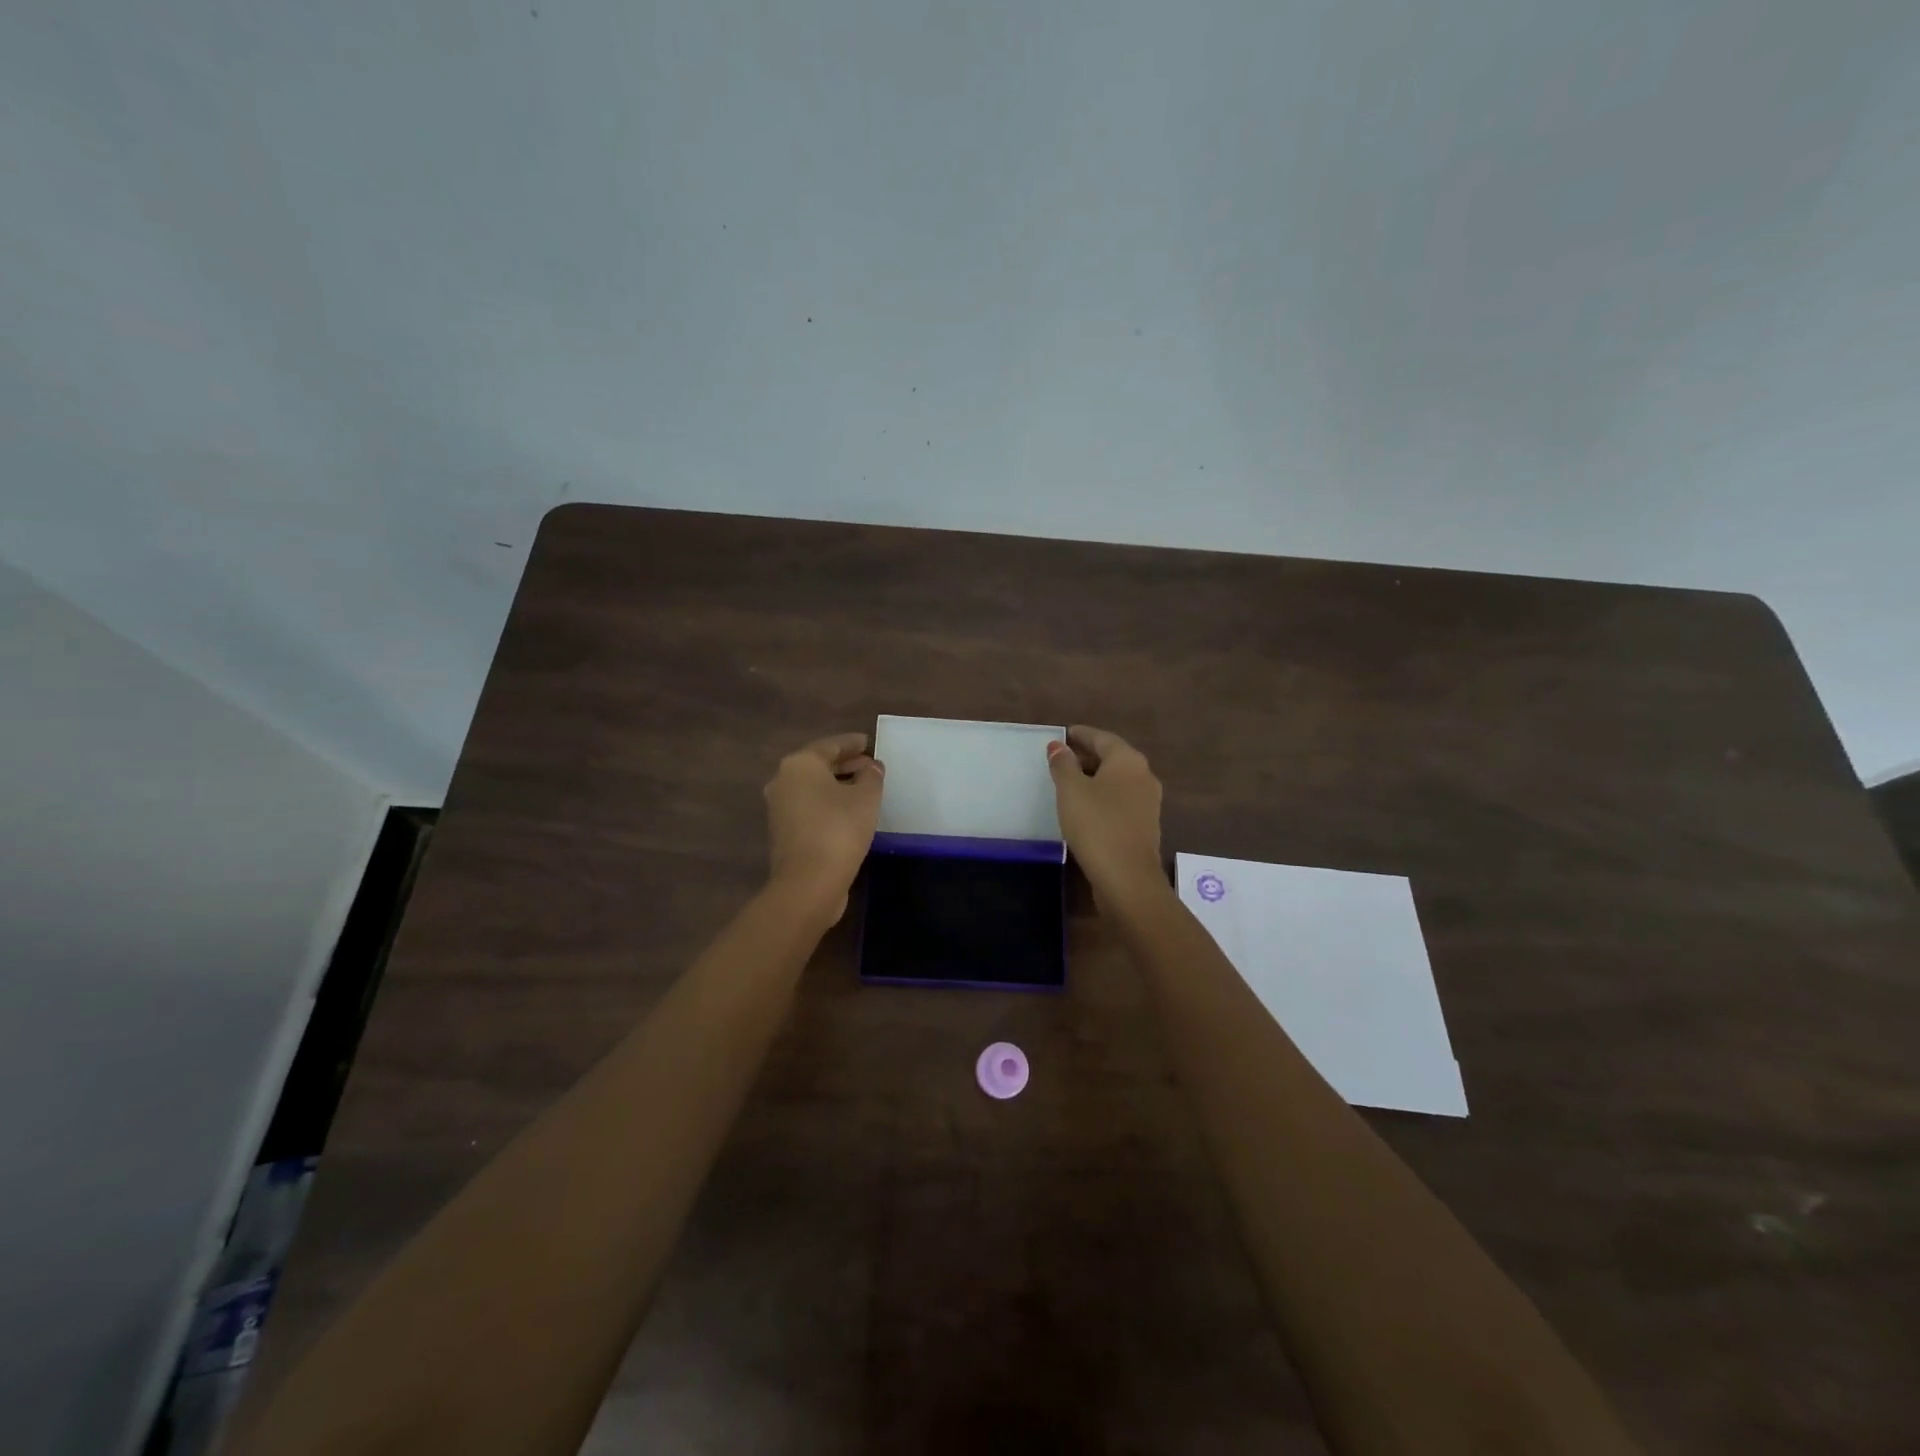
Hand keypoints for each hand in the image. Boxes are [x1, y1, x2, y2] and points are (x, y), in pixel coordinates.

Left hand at [764, 733, 884, 922]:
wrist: (808, 882)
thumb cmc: (839, 829)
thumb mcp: (866, 797)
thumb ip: (871, 775)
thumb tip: (871, 767)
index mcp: (800, 764)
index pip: (830, 745)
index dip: (852, 743)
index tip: (869, 742)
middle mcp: (783, 780)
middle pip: (818, 765)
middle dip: (845, 763)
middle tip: (869, 765)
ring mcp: (779, 808)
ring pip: (812, 787)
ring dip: (837, 784)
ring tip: (863, 787)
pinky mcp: (783, 832)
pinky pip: (809, 806)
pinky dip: (828, 803)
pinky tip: (848, 811)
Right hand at [1046, 725, 1163, 903]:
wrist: (1127, 877)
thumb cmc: (1096, 825)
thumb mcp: (1071, 791)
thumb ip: (1063, 764)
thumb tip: (1058, 746)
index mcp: (1128, 760)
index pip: (1101, 738)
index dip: (1081, 735)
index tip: (1063, 734)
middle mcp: (1143, 776)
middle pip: (1112, 757)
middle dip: (1087, 755)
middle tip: (1062, 758)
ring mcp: (1148, 802)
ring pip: (1117, 780)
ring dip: (1095, 777)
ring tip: (1069, 782)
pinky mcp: (1144, 826)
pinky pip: (1120, 800)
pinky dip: (1103, 796)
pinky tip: (1085, 807)